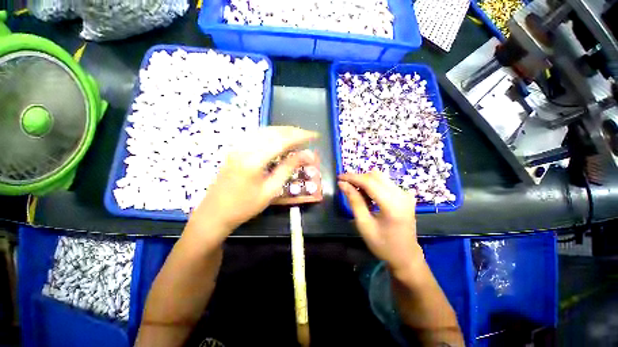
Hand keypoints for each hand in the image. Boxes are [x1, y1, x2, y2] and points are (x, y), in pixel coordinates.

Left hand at [187, 126, 317, 244]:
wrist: (214, 213)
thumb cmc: (245, 206)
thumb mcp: (271, 190)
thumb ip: (288, 168)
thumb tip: (307, 155)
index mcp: (254, 159)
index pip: (283, 140)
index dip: (301, 136)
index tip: (315, 136)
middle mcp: (245, 147)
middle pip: (274, 132)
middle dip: (293, 131)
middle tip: (308, 136)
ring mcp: (238, 147)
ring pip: (265, 131)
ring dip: (283, 131)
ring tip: (297, 136)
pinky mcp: (235, 149)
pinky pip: (257, 135)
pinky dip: (272, 134)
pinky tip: (279, 140)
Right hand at [338, 170, 422, 274]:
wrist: (406, 256)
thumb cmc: (383, 244)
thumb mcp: (364, 224)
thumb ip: (354, 201)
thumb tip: (342, 184)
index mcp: (392, 205)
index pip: (369, 182)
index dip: (352, 177)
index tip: (339, 177)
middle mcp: (402, 195)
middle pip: (375, 176)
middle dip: (358, 178)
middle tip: (346, 186)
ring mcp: (405, 194)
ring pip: (380, 177)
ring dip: (365, 181)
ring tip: (356, 193)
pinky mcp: (405, 195)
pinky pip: (385, 183)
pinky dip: (373, 186)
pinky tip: (368, 197)